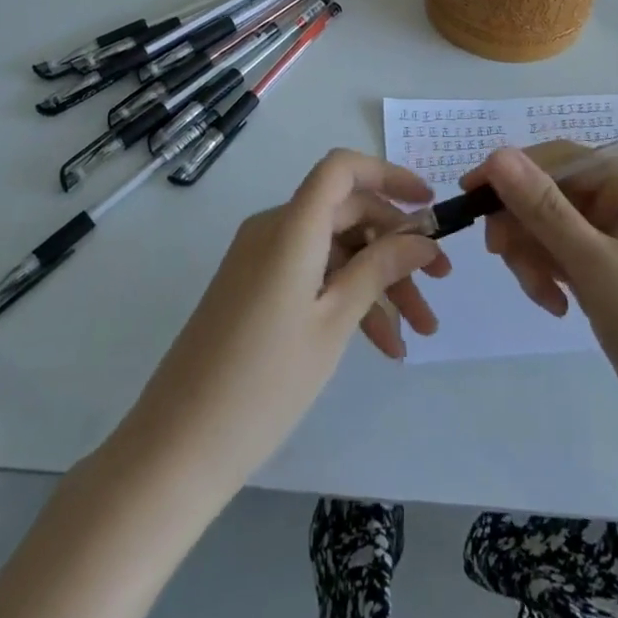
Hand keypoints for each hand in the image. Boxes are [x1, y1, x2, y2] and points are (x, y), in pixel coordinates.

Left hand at [118, 149, 448, 491]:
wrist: (177, 447)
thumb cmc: (264, 383)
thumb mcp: (334, 323)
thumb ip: (379, 269)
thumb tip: (421, 238)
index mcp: (290, 226)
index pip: (341, 169)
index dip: (388, 175)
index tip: (429, 206)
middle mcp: (273, 229)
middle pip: (346, 214)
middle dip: (397, 246)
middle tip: (439, 286)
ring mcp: (261, 259)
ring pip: (334, 250)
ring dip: (378, 281)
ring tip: (418, 333)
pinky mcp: (255, 288)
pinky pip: (312, 274)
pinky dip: (346, 298)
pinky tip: (381, 344)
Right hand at [471, 143, 617, 461]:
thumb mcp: (594, 266)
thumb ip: (543, 209)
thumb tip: (497, 155)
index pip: (560, 159)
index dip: (512, 171)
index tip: (469, 196)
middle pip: (551, 195)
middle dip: (524, 226)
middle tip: (500, 257)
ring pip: (550, 229)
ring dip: (534, 257)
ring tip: (543, 297)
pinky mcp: (609, 277)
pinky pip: (562, 259)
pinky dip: (548, 276)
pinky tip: (555, 308)